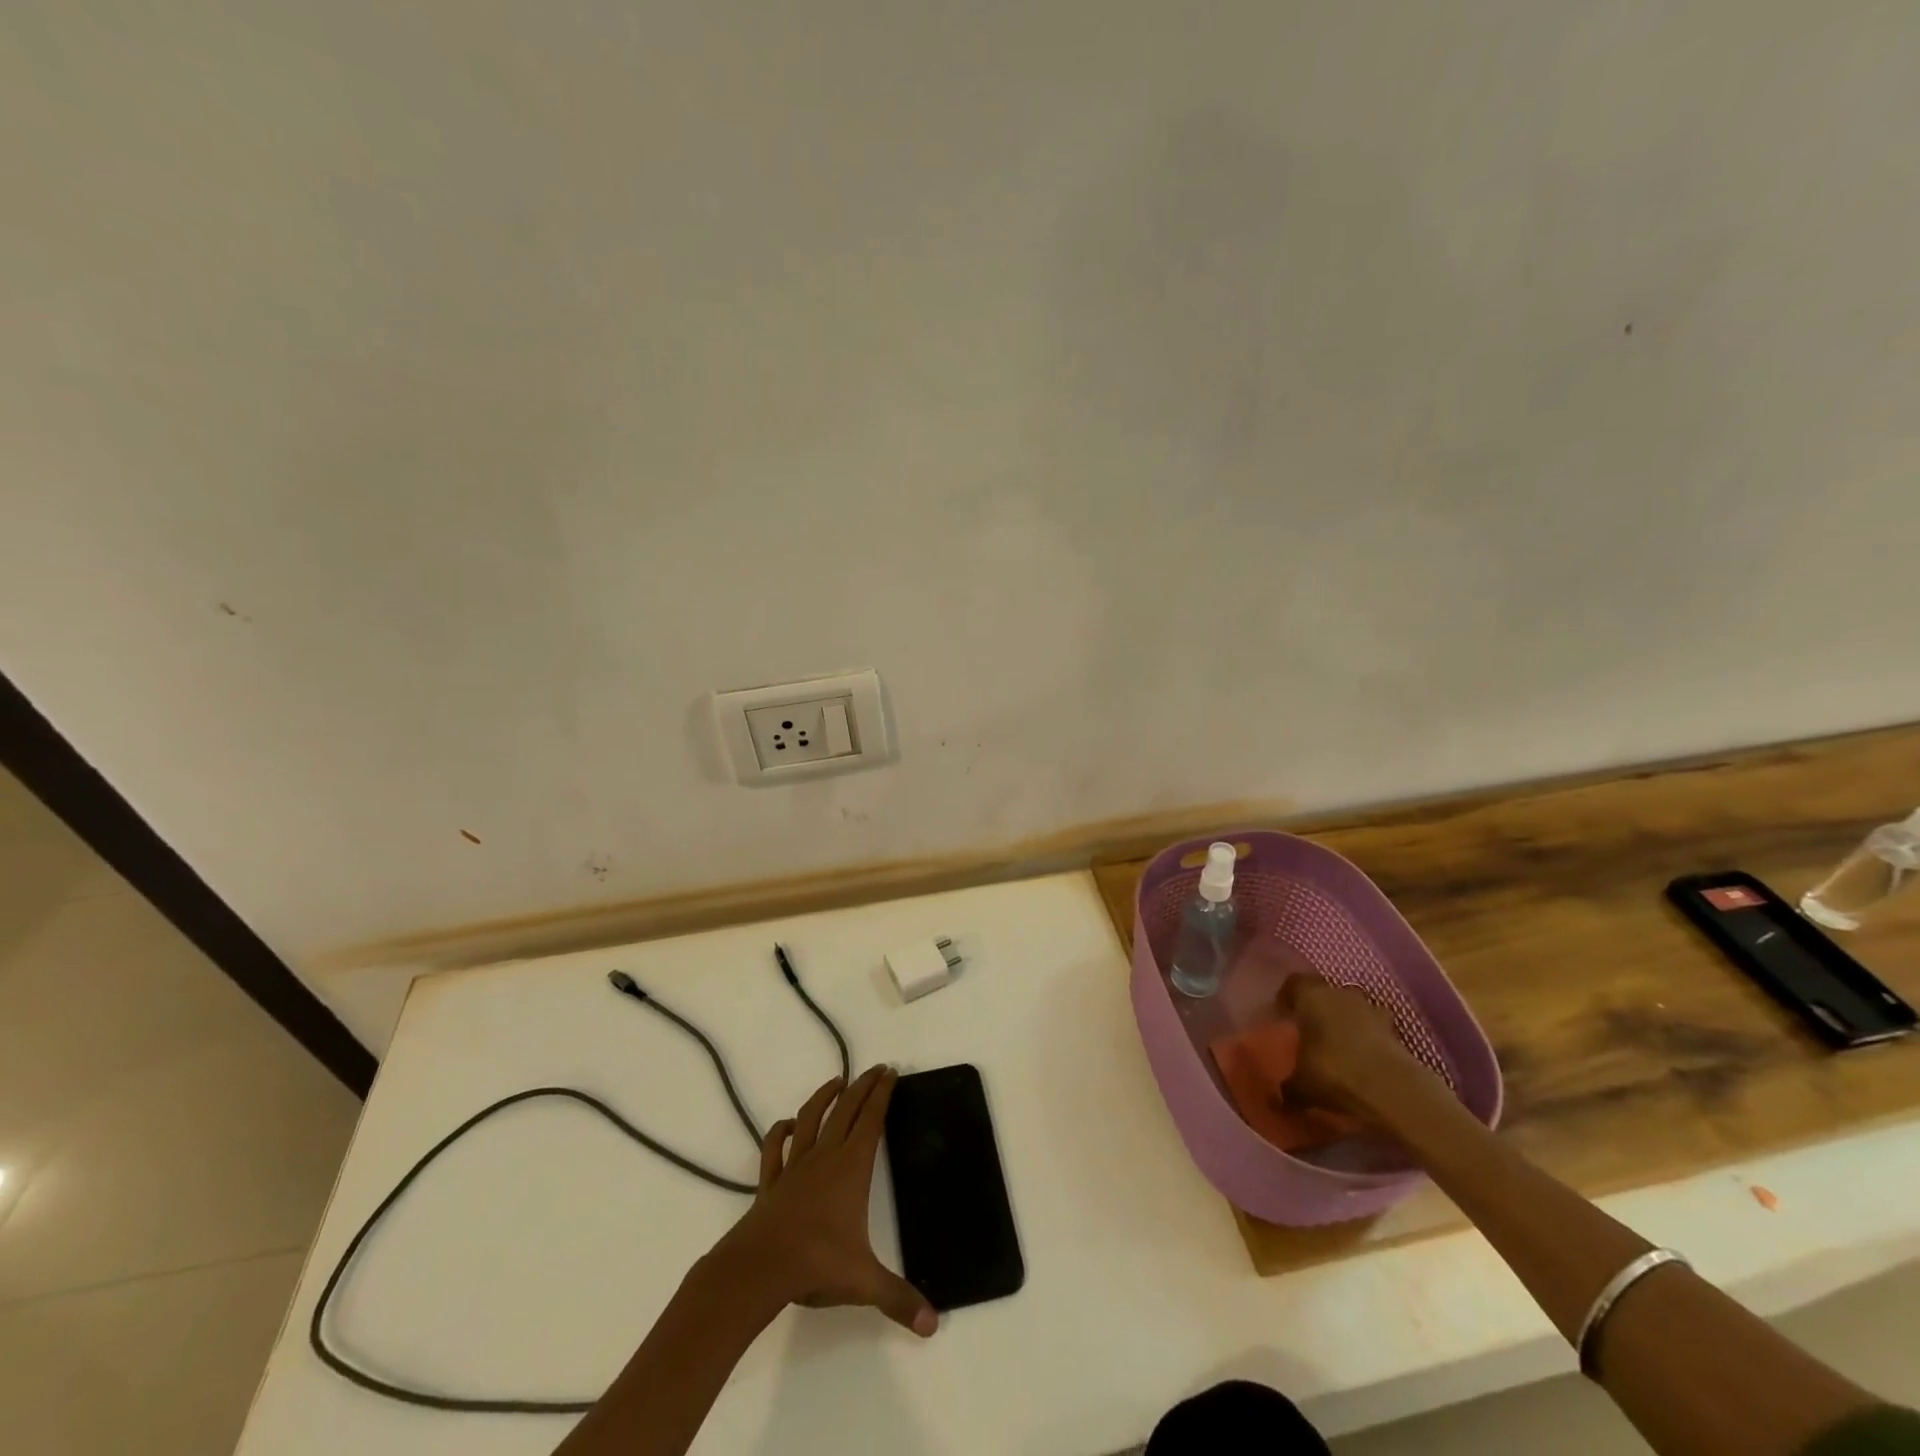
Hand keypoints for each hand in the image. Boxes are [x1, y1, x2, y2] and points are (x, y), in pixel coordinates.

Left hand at [714, 1066, 937, 1337]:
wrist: (759, 1267)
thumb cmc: (816, 1264)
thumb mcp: (864, 1283)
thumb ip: (898, 1299)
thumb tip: (933, 1324)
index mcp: (851, 1168)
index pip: (871, 1120)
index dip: (882, 1094)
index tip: (891, 1073)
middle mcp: (825, 1156)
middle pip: (846, 1109)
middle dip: (862, 1086)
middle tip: (875, 1069)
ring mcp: (795, 1165)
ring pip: (811, 1118)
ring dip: (824, 1096)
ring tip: (836, 1081)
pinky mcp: (771, 1180)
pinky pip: (775, 1147)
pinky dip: (781, 1131)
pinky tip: (788, 1124)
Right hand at [1277, 973, 1432, 1127]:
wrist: (1393, 1089)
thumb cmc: (1334, 1072)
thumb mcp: (1301, 1085)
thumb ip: (1288, 1086)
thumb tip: (1278, 1097)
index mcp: (1311, 995)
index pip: (1294, 983)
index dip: (1288, 997)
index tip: (1284, 1014)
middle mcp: (1341, 994)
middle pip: (1326, 993)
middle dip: (1319, 1009)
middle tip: (1311, 1032)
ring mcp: (1372, 1010)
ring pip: (1353, 1009)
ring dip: (1347, 1023)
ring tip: (1339, 1047)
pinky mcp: (1397, 1032)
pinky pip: (1375, 1030)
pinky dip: (1369, 1041)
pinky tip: (1364, 1062)